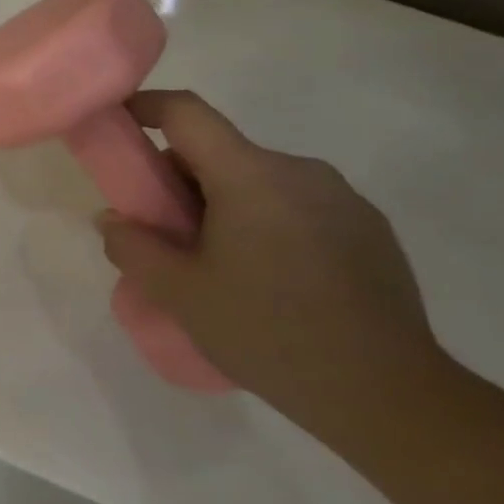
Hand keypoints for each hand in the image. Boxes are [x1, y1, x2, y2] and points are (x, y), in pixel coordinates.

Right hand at [96, 90, 453, 432]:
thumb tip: (114, 220)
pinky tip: (269, 280)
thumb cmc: (268, 332)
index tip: (118, 123)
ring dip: (224, 204)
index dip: (144, 106)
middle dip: (180, 179)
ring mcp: (344, 200)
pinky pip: (296, 206)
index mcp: (251, 176)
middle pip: (220, 151)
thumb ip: (131, 246)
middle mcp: (301, 172)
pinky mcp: (371, 231)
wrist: (389, 396)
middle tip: (163, 231)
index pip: (186, 112)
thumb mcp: (177, 293)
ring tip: (217, 264)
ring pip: (258, 181)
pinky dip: (266, 223)